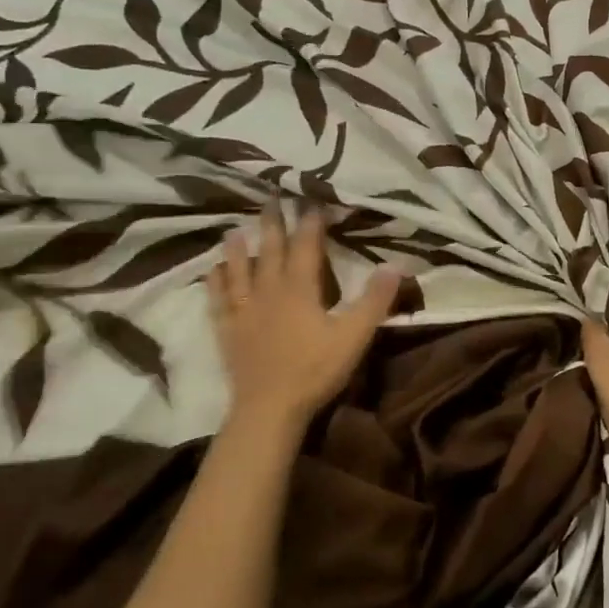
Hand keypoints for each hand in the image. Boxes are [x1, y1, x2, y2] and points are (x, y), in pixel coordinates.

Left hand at [206, 204, 399, 436]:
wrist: (269, 408)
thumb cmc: (315, 370)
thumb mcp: (355, 335)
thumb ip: (375, 300)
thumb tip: (395, 265)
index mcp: (300, 289)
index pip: (306, 246)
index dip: (311, 223)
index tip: (313, 201)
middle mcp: (269, 291)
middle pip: (270, 250)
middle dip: (272, 223)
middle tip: (269, 198)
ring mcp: (244, 311)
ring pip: (239, 270)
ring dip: (238, 248)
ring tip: (235, 229)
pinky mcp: (229, 331)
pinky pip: (218, 300)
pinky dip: (215, 283)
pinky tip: (212, 272)